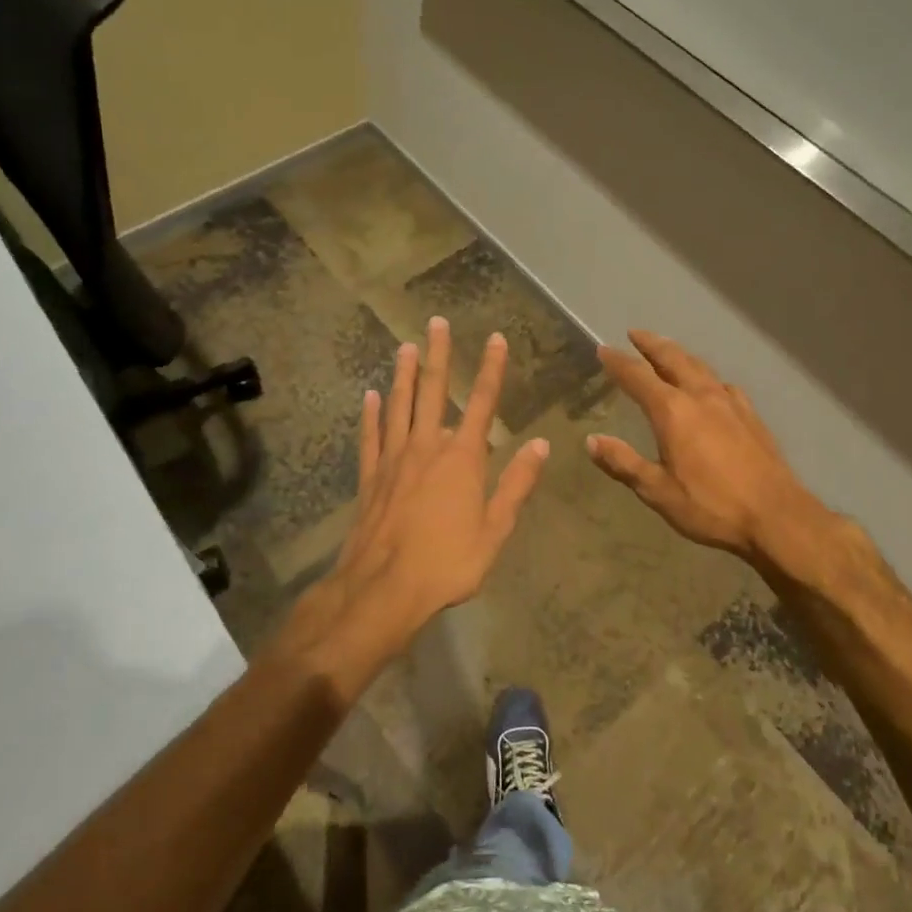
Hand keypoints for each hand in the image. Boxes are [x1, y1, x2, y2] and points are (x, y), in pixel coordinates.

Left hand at [335, 316, 549, 628]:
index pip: (483, 403)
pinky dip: (371, 415)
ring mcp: (394, 460)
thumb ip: (516, 484)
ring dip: (404, 375)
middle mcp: (427, 448)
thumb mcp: (495, 529)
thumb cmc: (447, 562)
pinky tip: (370, 397)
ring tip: (405, 347)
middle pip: (433, 392)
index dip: (492, 370)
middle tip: (435, 322)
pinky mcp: (371, 478)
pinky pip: (371, 438)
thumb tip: (541, 444)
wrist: (383, 589)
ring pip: (400, 407)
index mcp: (462, 459)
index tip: (496, 339)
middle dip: (438, 355)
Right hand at [588, 330, 823, 561]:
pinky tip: (711, 386)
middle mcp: (701, 397)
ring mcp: (730, 403)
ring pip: (700, 367)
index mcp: (673, 412)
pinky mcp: (751, 416)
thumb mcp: (658, 491)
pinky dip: (707, 376)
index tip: (603, 349)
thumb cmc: (711, 506)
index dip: (618, 362)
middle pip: (673, 359)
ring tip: (668, 350)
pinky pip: (723, 384)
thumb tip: (591, 441)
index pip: (638, 377)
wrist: (776, 516)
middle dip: (651, 344)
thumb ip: (623, 462)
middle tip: (635, 334)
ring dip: (679, 354)